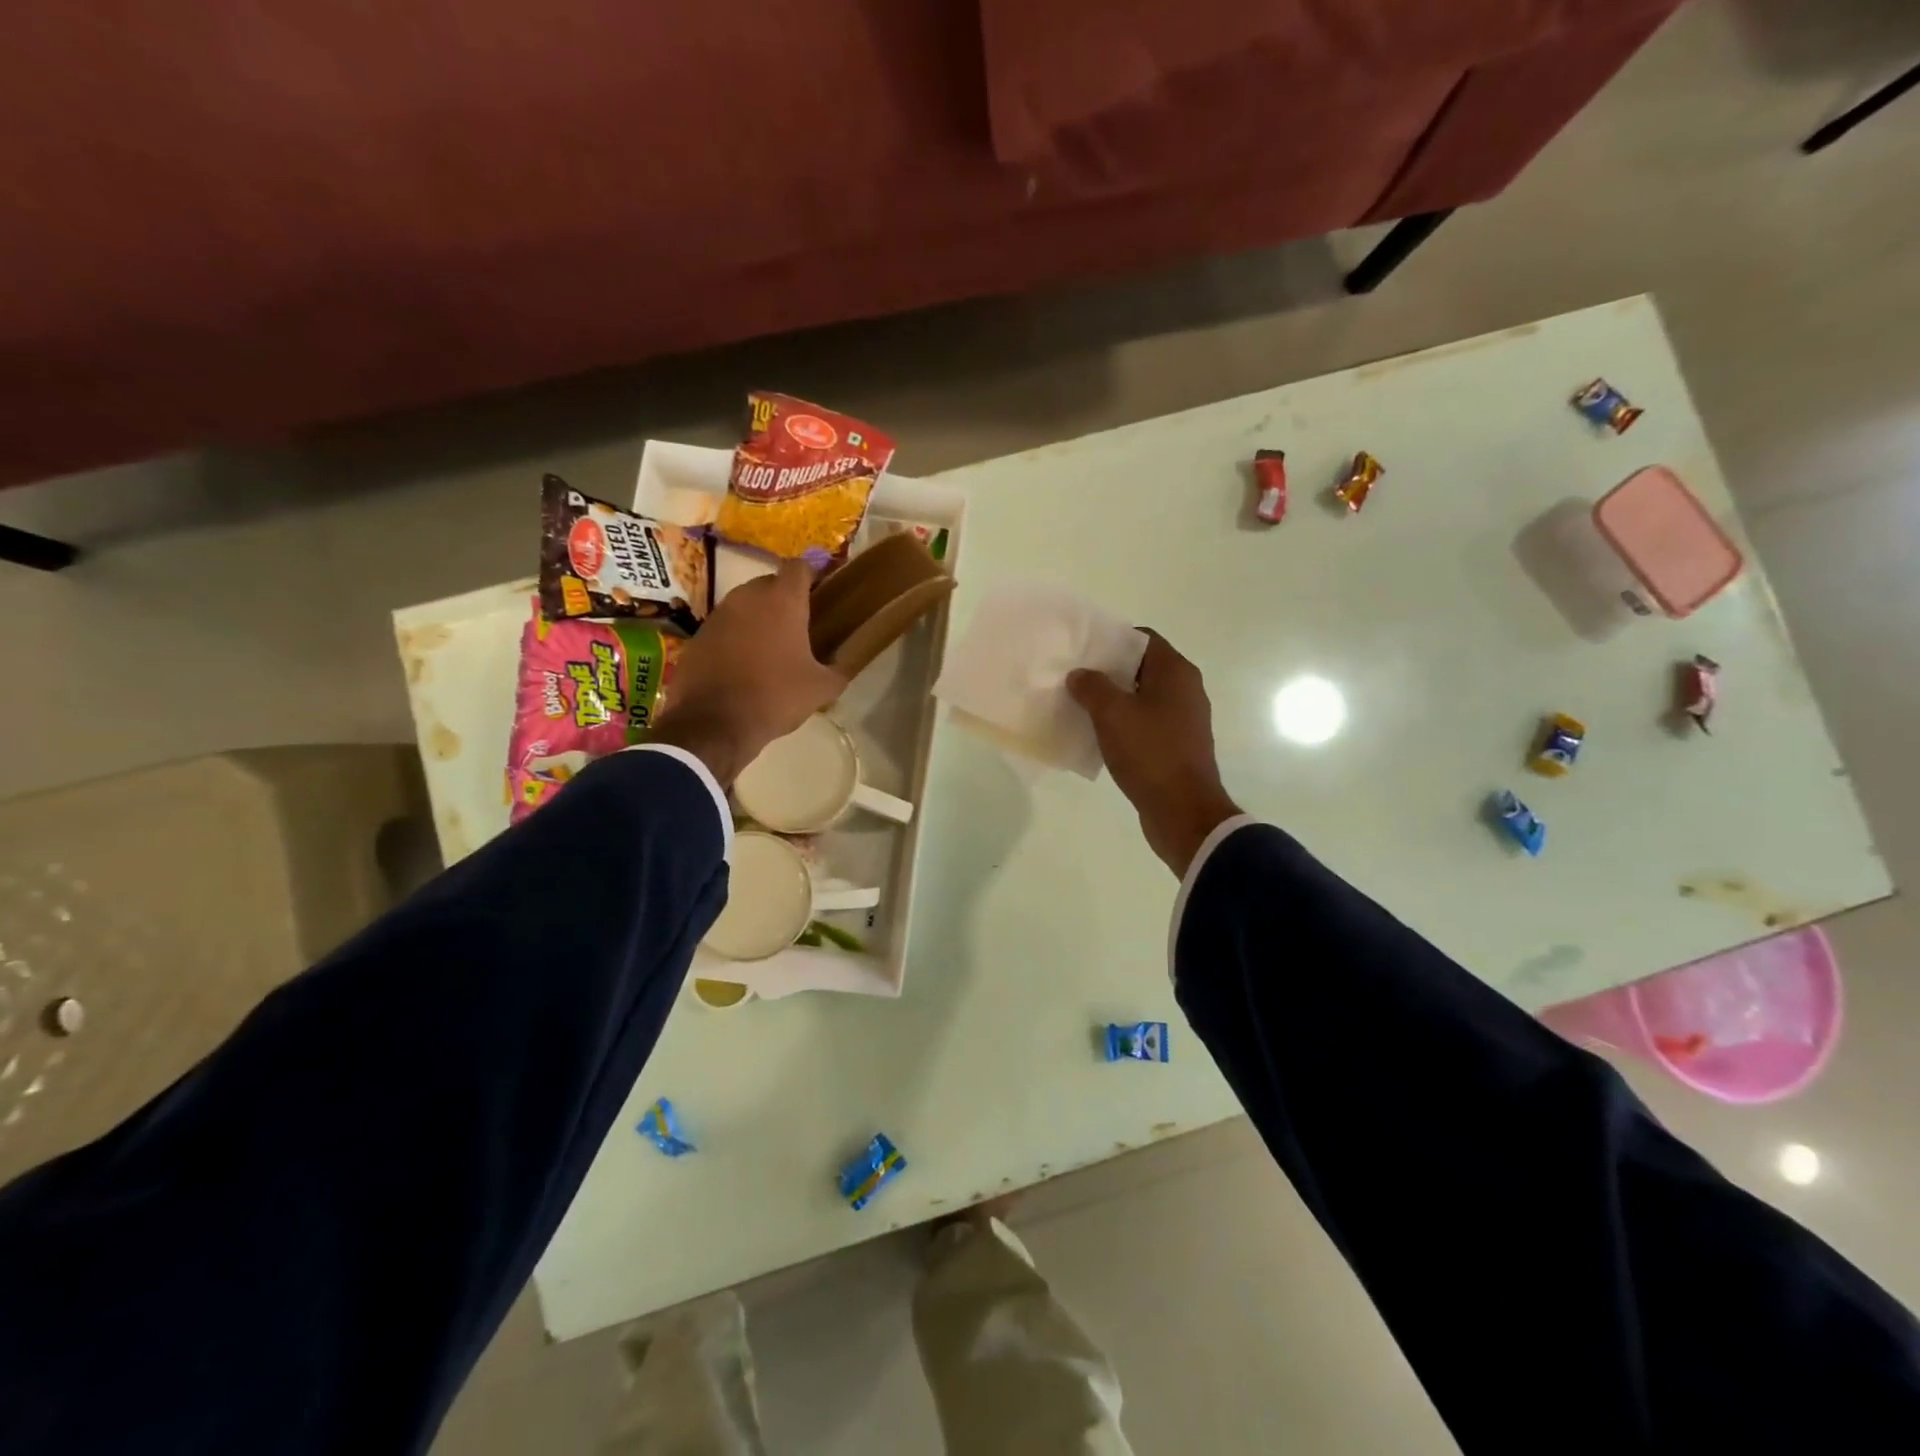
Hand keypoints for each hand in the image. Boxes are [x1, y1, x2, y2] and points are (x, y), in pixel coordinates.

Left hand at [651, 559, 845, 784]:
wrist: (713, 724)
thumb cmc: (775, 697)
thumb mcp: (821, 689)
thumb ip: (839, 671)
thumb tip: (844, 667)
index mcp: (782, 601)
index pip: (800, 566)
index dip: (813, 574)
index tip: (822, 592)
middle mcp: (747, 597)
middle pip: (771, 583)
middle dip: (786, 599)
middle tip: (800, 626)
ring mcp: (718, 614)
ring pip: (745, 604)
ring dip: (759, 618)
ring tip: (772, 648)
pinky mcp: (698, 635)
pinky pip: (725, 627)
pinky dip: (737, 637)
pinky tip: (744, 665)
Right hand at [1067, 632, 1240, 875]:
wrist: (1182, 811)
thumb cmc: (1150, 752)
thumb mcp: (1112, 714)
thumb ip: (1092, 687)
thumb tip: (1079, 674)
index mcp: (1176, 673)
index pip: (1143, 639)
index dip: (1112, 641)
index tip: (1083, 651)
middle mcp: (1185, 690)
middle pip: (1141, 669)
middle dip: (1108, 672)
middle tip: (1074, 678)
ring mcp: (1183, 720)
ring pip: (1142, 699)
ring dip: (1113, 701)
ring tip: (1079, 706)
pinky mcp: (1176, 746)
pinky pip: (1145, 725)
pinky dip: (1123, 725)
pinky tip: (1098, 735)